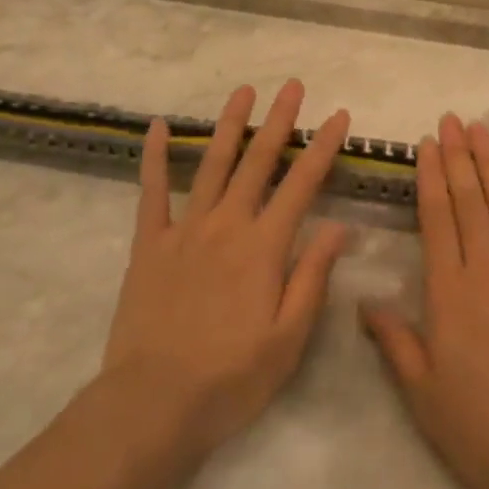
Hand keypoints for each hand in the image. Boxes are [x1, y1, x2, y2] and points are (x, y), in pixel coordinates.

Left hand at [100, 80, 349, 463]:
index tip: (337, 115)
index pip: (302, 185)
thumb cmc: (230, 378)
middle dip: (279, 121)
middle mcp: (227, 225)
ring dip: (230, 125)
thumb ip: (313, 277)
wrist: (153, 403)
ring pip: (212, 165)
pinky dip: (154, 157)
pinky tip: (156, 126)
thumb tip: (339, 227)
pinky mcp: (149, 243)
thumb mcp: (288, 339)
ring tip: (243, 91)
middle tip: (292, 86)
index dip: (323, 148)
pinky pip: (151, 192)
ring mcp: (185, 229)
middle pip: (258, 162)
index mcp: (264, 247)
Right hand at [360, 115, 488, 488]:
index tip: (426, 144)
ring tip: (480, 130)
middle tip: (450, 119)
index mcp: (450, 293)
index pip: (436, 219)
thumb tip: (363, 301)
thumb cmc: (487, 433)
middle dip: (457, 157)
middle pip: (469, 202)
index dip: (430, 177)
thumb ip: (395, 343)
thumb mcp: (425, 397)